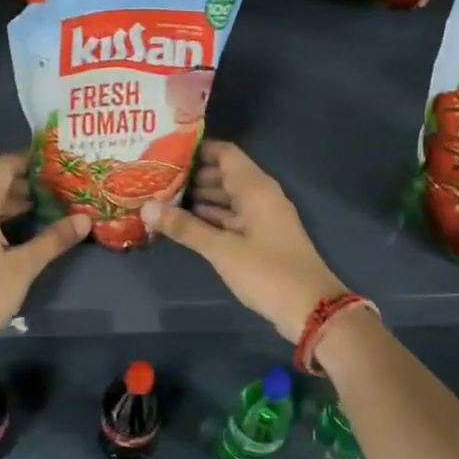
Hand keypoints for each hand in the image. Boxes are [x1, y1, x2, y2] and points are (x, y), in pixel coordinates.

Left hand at [0, 153, 89, 352]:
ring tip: (43, 212)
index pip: (2, 167)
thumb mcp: (23, 267)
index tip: (54, 162)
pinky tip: (15, 239)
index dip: (27, 160)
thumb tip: (84, 219)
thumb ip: (53, 239)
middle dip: (24, 186)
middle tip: (57, 190)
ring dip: (10, 207)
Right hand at [140, 141, 346, 341]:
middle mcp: (261, 195)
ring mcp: (263, 217)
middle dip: (193, 175)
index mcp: (256, 188)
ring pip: (228, 197)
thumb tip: (146, 207)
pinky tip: (185, 222)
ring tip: (163, 197)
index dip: (197, 150)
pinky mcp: (262, 238)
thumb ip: (185, 227)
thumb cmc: (267, 272)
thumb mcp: (222, 250)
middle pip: (225, 174)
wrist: (312, 309)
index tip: (166, 152)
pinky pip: (232, 217)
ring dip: (200, 197)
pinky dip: (211, 216)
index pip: (225, 153)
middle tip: (157, 177)